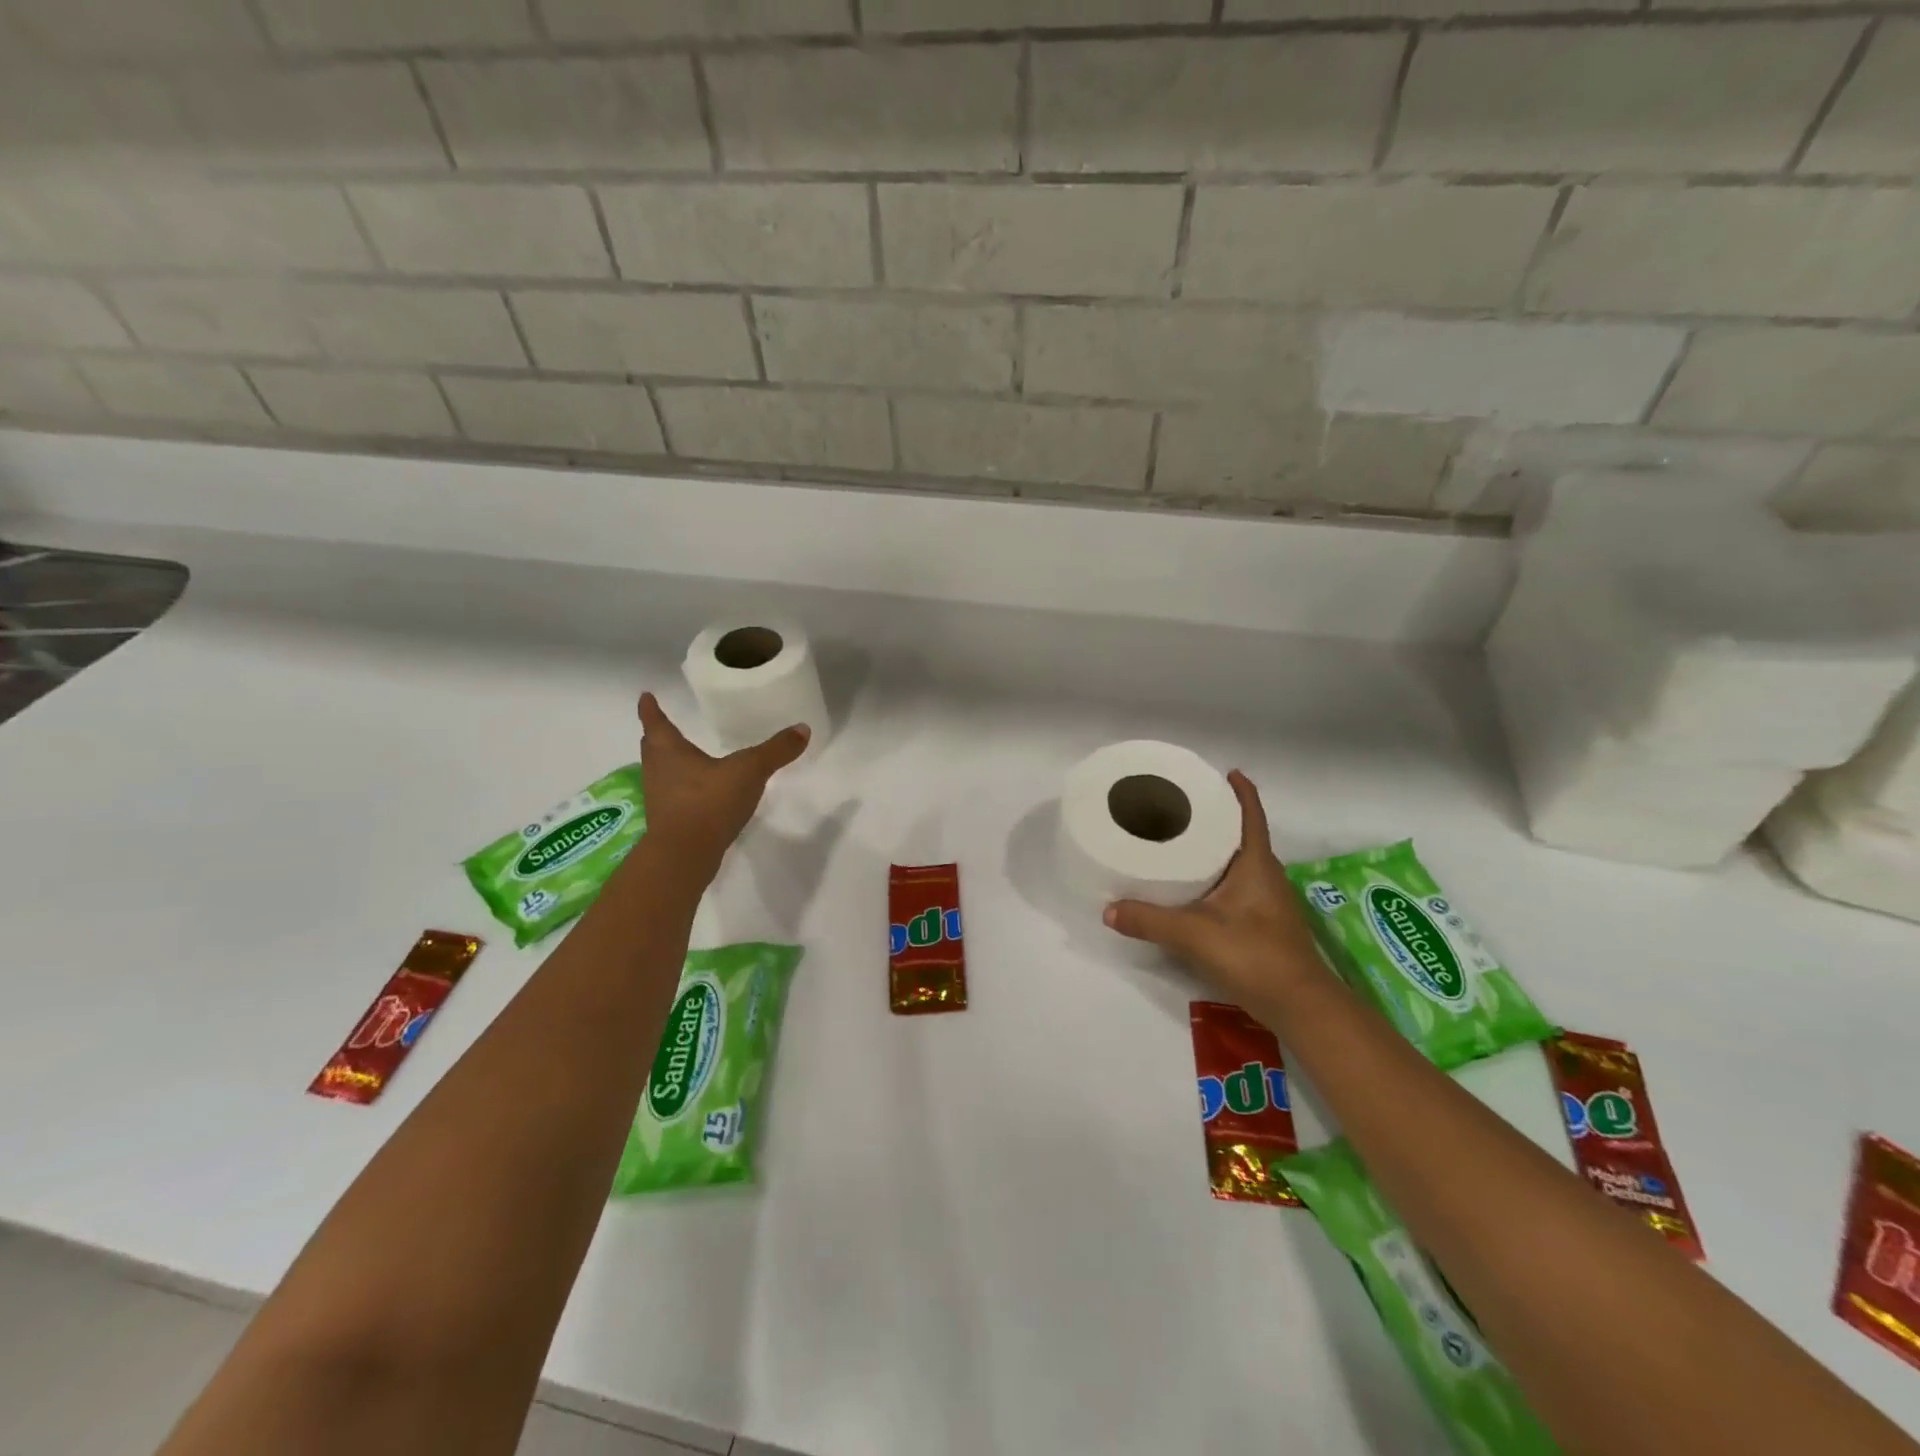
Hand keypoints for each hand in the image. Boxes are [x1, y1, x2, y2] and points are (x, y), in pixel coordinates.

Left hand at [637, 692, 808, 871]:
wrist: (685, 855)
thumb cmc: (709, 801)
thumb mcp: (749, 770)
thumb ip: (776, 750)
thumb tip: (803, 729)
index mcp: (670, 751)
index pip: (656, 723)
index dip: (651, 709)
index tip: (645, 697)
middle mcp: (658, 771)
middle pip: (653, 748)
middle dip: (657, 737)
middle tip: (662, 727)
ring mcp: (660, 799)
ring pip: (660, 773)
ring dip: (668, 764)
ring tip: (683, 759)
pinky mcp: (669, 823)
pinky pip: (673, 797)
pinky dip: (682, 790)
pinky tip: (699, 793)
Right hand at [1104, 771, 1329, 1010]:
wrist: (1302, 1007)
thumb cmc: (1254, 955)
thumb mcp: (1194, 934)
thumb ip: (1149, 920)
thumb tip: (1108, 909)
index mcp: (1257, 864)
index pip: (1251, 815)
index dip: (1241, 791)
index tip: (1223, 772)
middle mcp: (1267, 876)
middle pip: (1243, 835)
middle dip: (1219, 818)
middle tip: (1182, 806)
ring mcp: (1269, 902)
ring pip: (1241, 863)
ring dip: (1218, 850)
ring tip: (1181, 842)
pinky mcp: (1264, 925)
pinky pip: (1238, 887)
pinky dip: (1218, 878)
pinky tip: (1194, 889)